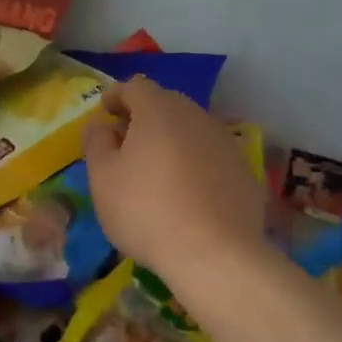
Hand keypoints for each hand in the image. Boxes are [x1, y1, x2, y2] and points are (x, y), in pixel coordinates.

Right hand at [82, 78, 266, 291]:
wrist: (214, 254)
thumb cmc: (145, 211)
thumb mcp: (103, 178)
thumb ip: (96, 143)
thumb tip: (100, 124)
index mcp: (158, 111)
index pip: (134, 87)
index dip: (116, 96)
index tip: (105, 111)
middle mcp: (196, 116)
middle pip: (166, 104)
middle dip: (144, 115)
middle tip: (126, 140)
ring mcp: (225, 143)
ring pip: (191, 129)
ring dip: (171, 139)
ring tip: (156, 166)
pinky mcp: (244, 171)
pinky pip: (211, 156)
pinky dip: (195, 162)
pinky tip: (187, 191)